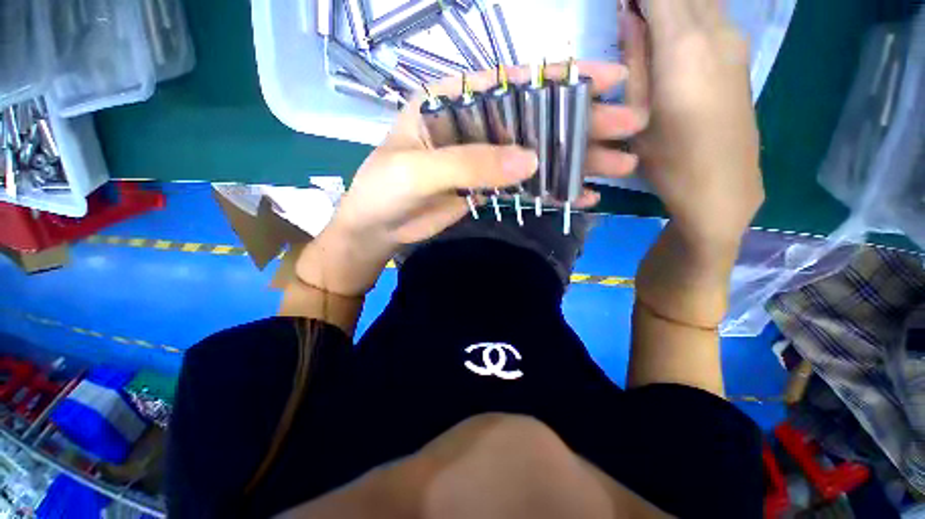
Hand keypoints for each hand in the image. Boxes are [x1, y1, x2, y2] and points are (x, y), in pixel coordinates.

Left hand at [333, 62, 647, 253]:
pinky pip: (524, 184)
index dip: (560, 80)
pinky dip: (551, 188)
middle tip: (630, 127)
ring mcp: (482, 158)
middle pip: (533, 118)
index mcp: (451, 102)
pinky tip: (580, 195)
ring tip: (620, 164)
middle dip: (581, 122)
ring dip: (575, 159)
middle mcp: (472, 125)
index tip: (608, 80)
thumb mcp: (419, 171)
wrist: (378, 229)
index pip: (511, 83)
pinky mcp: (486, 187)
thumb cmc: (384, 192)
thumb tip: (531, 160)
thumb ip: (471, 162)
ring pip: (534, 153)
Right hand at [623, 0, 763, 251]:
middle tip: (628, 13)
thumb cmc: (669, 158)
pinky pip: (712, 14)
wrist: (722, 186)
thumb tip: (629, 17)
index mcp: (684, 47)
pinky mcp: (740, 53)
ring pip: (701, 0)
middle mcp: (716, 31)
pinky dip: (689, 11)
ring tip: (644, 23)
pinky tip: (669, 32)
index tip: (621, 4)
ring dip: (672, 4)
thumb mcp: (638, 115)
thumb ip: (636, 61)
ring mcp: (735, 40)